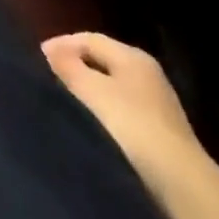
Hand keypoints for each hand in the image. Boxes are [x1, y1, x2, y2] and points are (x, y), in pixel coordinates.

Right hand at [42, 31, 206, 195]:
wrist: (180, 180)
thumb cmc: (133, 125)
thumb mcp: (93, 91)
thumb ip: (69, 66)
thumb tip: (50, 48)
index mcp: (133, 56)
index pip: (90, 38)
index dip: (63, 43)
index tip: (38, 56)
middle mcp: (147, 72)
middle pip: (103, 58)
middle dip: (75, 61)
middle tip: (49, 72)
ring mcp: (156, 100)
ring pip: (112, 82)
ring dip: (88, 84)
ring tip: (65, 94)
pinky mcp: (159, 127)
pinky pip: (121, 103)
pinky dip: (102, 103)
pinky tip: (91, 117)